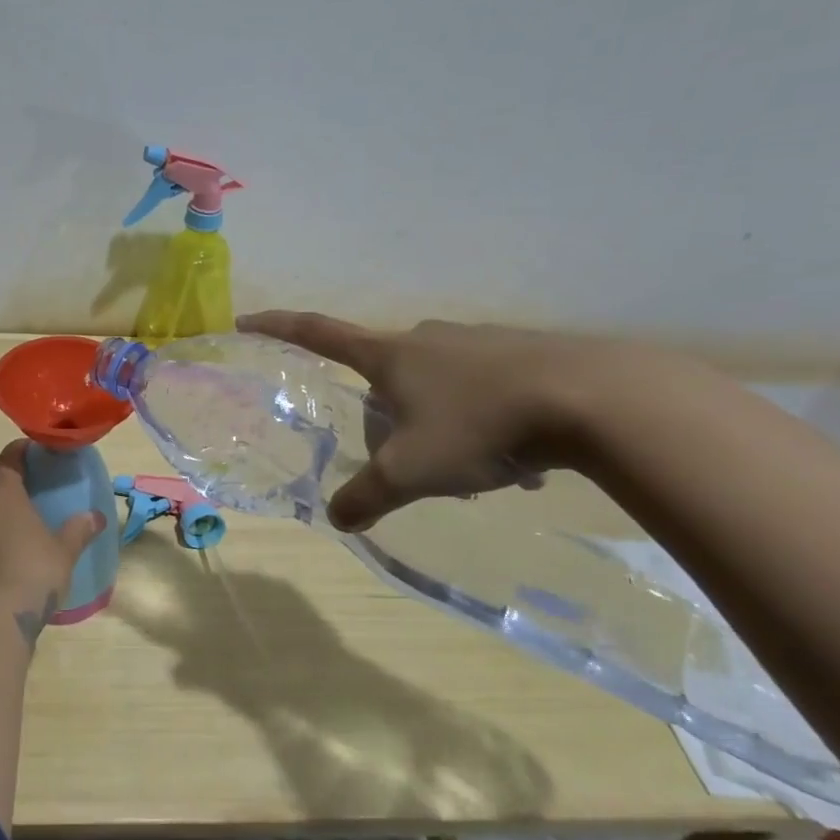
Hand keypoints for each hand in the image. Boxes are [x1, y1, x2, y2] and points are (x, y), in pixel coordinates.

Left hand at [0, 440, 106, 635]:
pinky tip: (6, 545)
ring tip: (18, 514)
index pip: (8, 459)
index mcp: (4, 494)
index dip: (20, 451)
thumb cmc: (33, 572)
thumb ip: (79, 530)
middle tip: (28, 482)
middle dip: (5, 476)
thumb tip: (96, 516)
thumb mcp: (64, 551)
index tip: (35, 450)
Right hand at [238, 311, 617, 531]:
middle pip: (384, 380)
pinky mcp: (522, 353)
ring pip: (438, 389)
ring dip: (441, 429)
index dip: (278, 328)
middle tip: (410, 468)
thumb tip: (337, 518)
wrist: (594, 398)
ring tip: (475, 476)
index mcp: (389, 355)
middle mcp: (427, 338)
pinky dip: (484, 426)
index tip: (246, 320)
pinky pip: (484, 392)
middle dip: (387, 422)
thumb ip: (368, 495)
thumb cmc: (479, 426)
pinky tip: (519, 463)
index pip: (317, 333)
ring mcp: (477, 341)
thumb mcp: (411, 472)